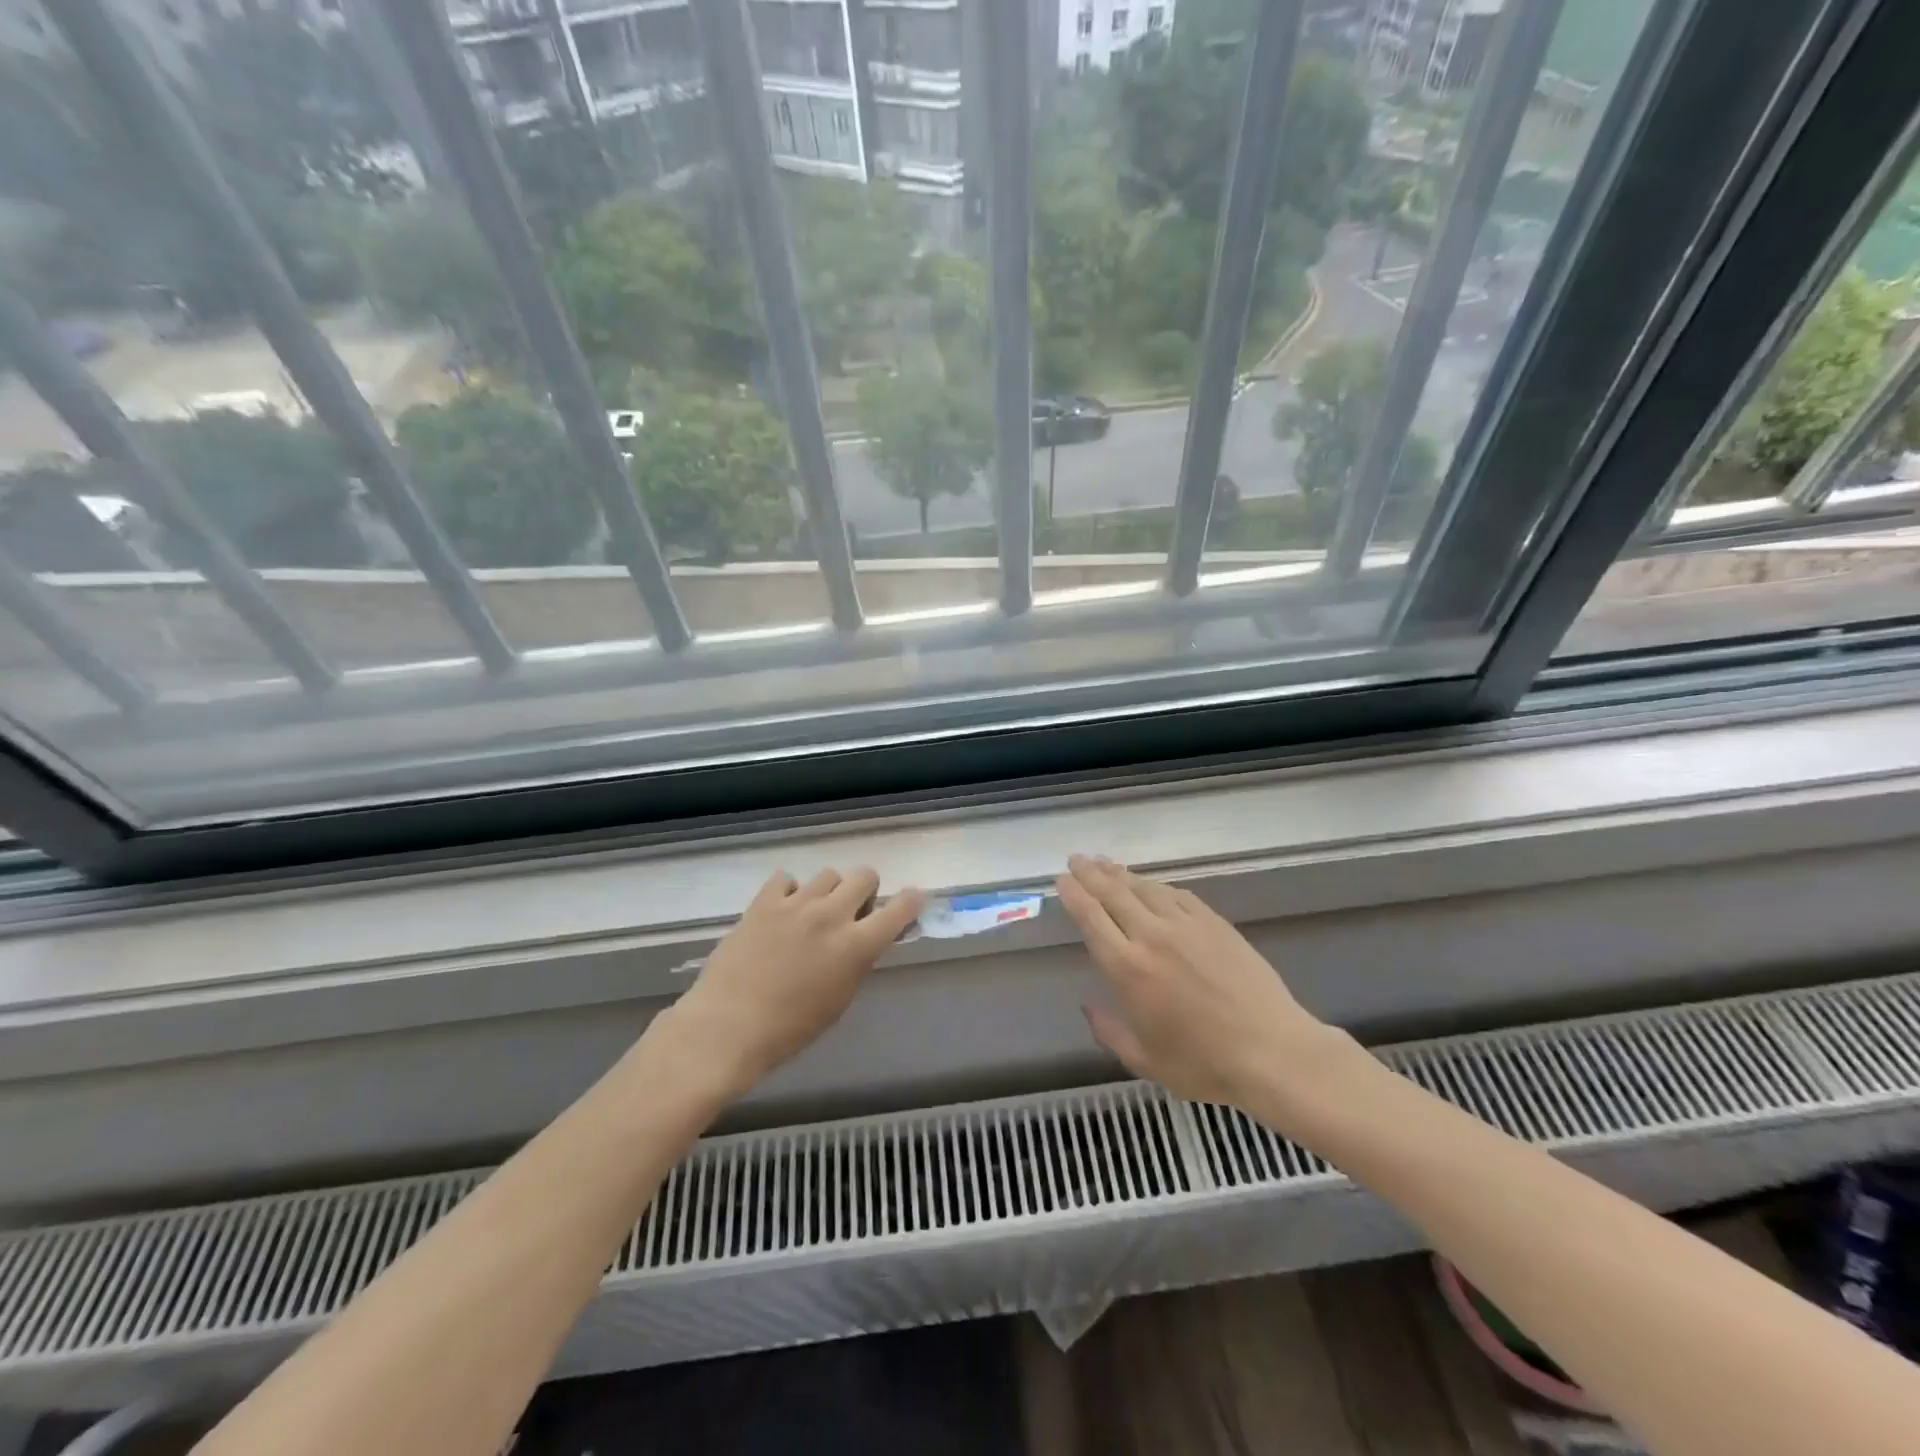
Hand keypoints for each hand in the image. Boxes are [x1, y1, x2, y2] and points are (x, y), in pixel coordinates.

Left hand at [654, 867, 923, 1100]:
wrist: (727, 1027)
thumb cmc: (789, 1030)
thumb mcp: (838, 1001)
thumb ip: (856, 963)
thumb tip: (863, 942)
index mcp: (856, 946)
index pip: (900, 909)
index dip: (910, 901)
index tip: (910, 901)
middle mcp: (831, 916)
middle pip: (864, 875)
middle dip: (864, 891)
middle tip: (851, 912)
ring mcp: (796, 904)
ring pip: (828, 874)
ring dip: (828, 892)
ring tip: (811, 915)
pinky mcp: (764, 901)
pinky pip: (786, 879)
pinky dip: (789, 892)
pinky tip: (780, 913)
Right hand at [1057, 854, 1340, 1108]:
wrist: (1271, 1051)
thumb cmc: (1202, 1064)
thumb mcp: (1144, 1060)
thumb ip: (1109, 1031)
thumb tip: (1087, 1005)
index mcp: (1127, 969)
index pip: (1091, 918)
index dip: (1074, 895)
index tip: (1062, 880)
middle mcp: (1151, 937)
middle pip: (1113, 894)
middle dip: (1090, 873)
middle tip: (1076, 859)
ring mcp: (1185, 925)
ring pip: (1145, 888)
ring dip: (1121, 874)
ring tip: (1105, 864)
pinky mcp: (1214, 923)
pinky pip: (1177, 895)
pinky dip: (1158, 886)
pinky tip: (1151, 885)